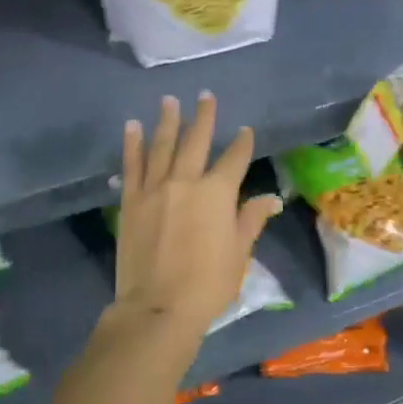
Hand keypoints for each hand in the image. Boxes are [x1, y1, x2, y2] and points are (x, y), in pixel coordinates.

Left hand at [114, 93, 281, 338]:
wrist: (157, 307)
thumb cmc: (207, 284)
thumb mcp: (239, 253)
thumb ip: (250, 220)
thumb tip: (271, 199)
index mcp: (217, 193)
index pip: (234, 159)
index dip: (242, 143)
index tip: (245, 130)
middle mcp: (185, 181)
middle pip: (196, 141)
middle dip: (203, 118)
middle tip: (205, 96)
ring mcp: (154, 189)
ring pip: (161, 146)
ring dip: (166, 122)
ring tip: (169, 101)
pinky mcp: (130, 201)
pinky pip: (131, 166)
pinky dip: (132, 145)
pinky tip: (132, 127)